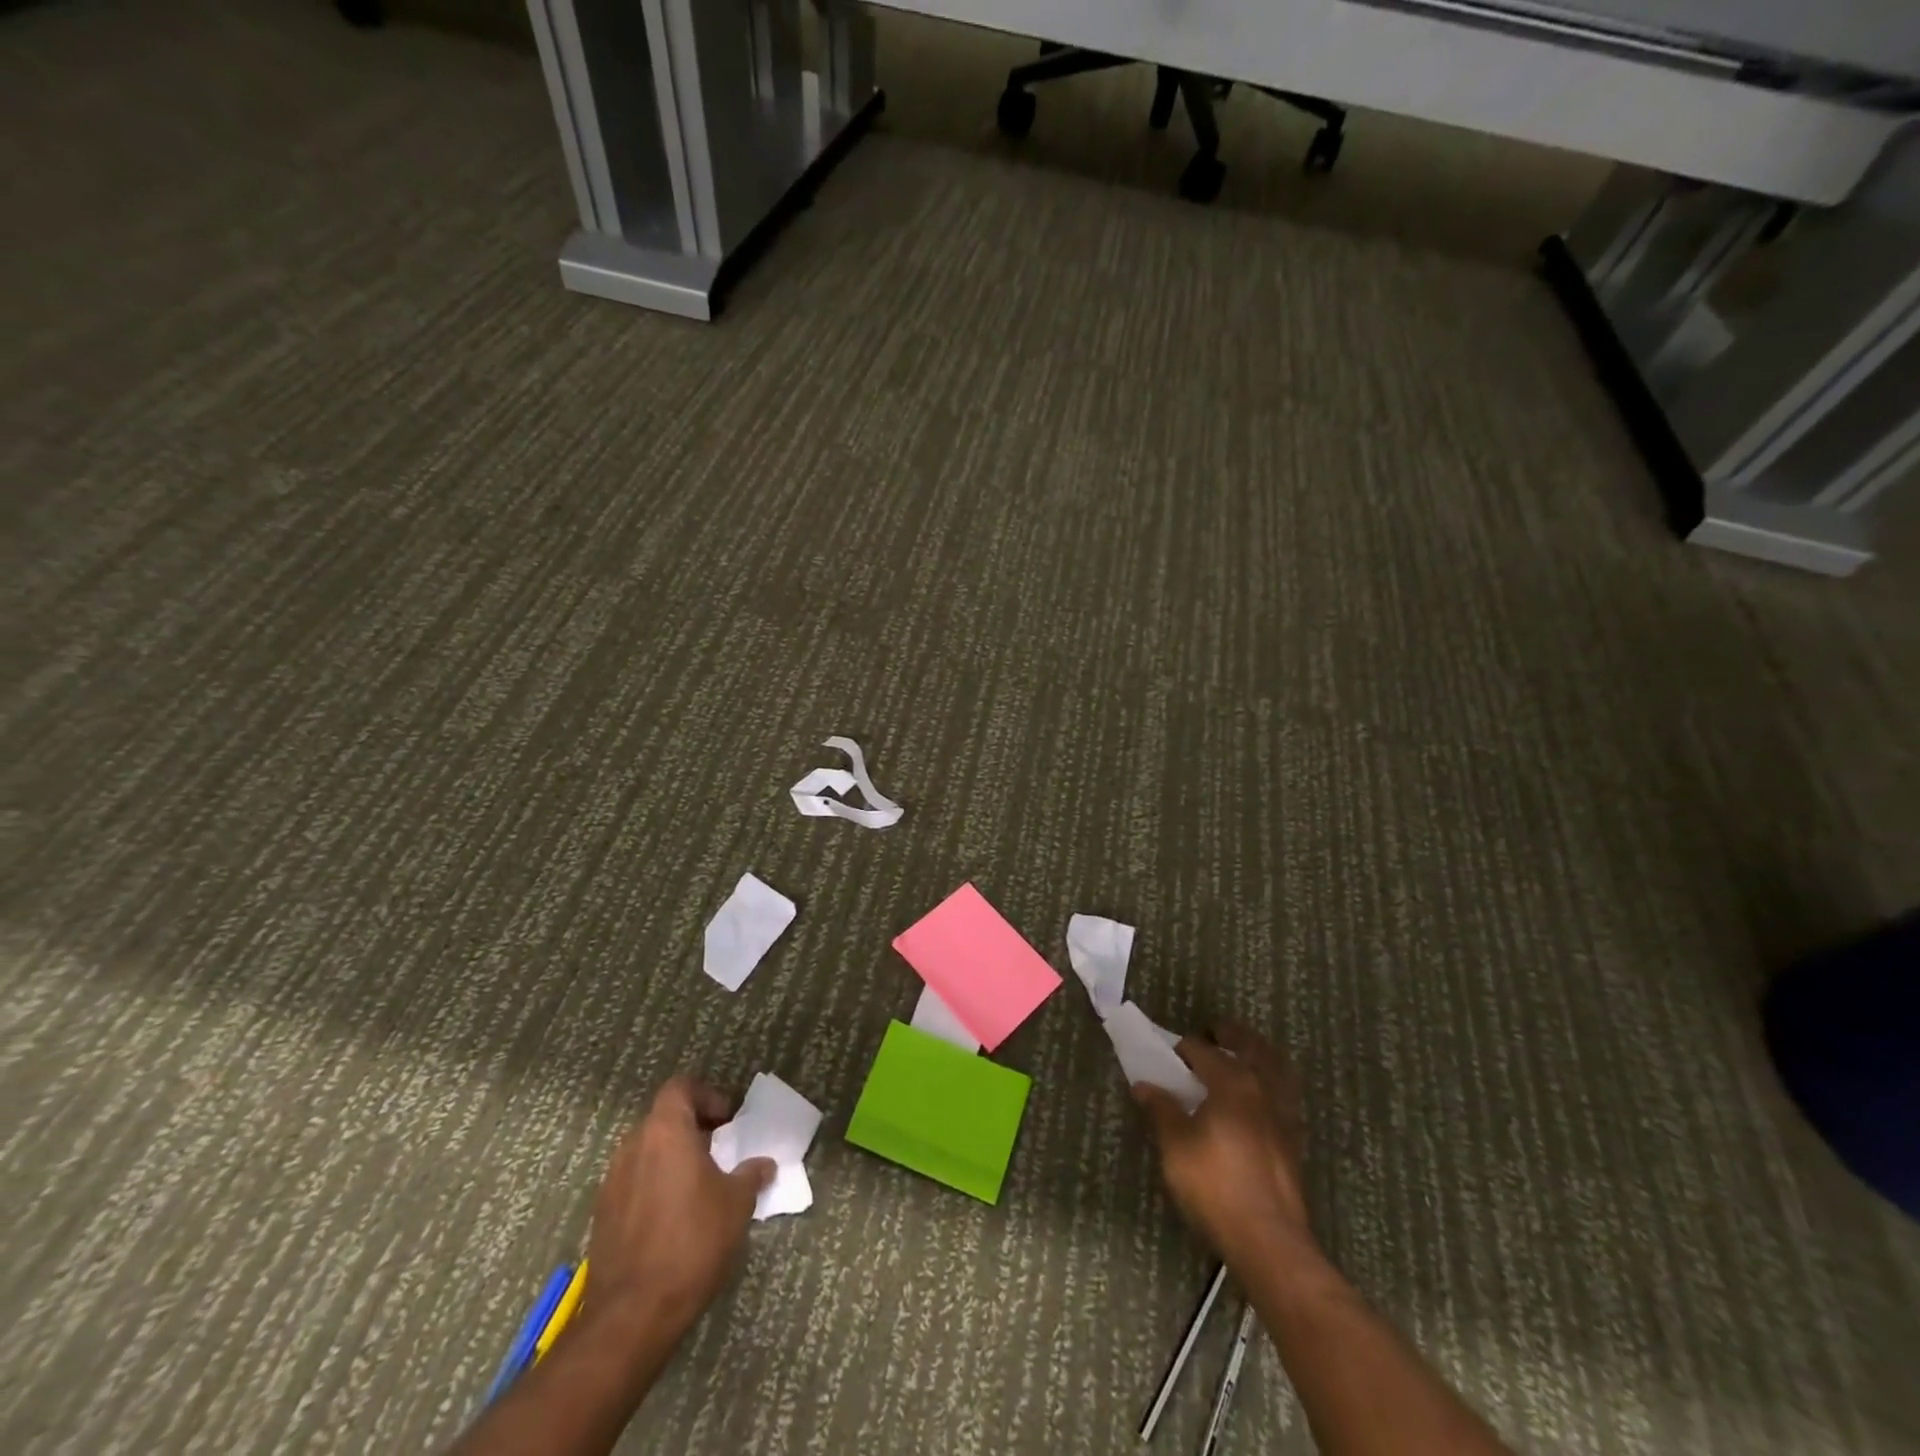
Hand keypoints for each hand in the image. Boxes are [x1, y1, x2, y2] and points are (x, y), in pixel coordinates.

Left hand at [584, 1075, 774, 1342]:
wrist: (633, 1314)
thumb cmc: (692, 1241)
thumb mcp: (737, 1204)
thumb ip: (751, 1175)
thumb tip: (764, 1164)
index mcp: (665, 1131)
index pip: (680, 1088)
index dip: (707, 1096)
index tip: (727, 1121)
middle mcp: (633, 1147)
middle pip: (663, 1119)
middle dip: (692, 1129)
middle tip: (718, 1151)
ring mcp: (612, 1182)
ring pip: (646, 1152)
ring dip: (672, 1158)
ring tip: (698, 1186)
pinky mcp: (602, 1216)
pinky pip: (633, 1183)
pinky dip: (654, 1186)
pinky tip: (674, 1218)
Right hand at [1134, 1021, 1313, 1270]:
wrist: (1268, 1241)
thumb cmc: (1215, 1185)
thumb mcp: (1175, 1146)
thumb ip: (1161, 1110)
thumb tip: (1144, 1085)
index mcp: (1233, 1082)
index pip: (1204, 1050)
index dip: (1183, 1048)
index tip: (1168, 1054)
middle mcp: (1263, 1089)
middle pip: (1252, 1047)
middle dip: (1233, 1034)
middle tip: (1216, 1030)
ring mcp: (1284, 1116)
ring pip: (1278, 1069)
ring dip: (1260, 1055)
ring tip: (1244, 1056)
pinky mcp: (1295, 1142)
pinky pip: (1286, 1097)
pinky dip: (1273, 1085)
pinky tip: (1260, 1100)